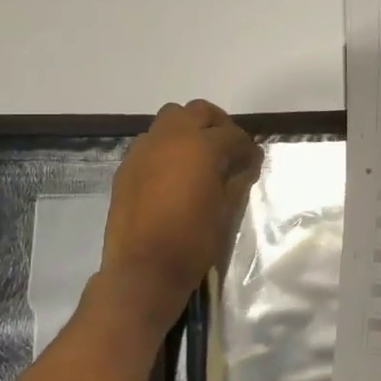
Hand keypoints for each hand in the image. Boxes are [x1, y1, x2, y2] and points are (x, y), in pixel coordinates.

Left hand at [101, 100, 261, 318]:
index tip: (253, 161)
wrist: (143, 269)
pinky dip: (165, 147)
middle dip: (217, 124)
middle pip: (197, 111)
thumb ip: (237, 180)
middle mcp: (171, 137)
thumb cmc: (193, 241)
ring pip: (169, 120)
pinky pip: (149, 142)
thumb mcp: (226, 210)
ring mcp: (144, 149)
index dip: (247, 147)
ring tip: (198, 156)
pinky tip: (172, 173)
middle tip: (227, 148)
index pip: (232, 134)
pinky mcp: (126, 166)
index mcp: (201, 146)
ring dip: (188, 129)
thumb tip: (246, 165)